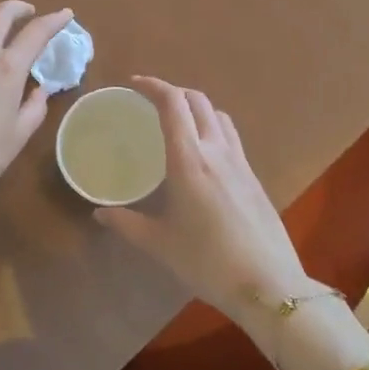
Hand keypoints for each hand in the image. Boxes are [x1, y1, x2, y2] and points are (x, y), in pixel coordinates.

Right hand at [93, 76, 319, 330]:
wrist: (268, 285)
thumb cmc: (208, 262)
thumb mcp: (160, 244)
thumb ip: (127, 224)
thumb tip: (99, 213)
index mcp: (189, 160)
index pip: (172, 103)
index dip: (153, 85)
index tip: (134, 85)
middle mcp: (216, 150)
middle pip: (198, 100)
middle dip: (173, 92)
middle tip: (151, 103)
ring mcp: (240, 162)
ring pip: (219, 115)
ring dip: (196, 107)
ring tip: (177, 123)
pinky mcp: (254, 176)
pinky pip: (231, 136)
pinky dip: (212, 128)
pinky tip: (202, 156)